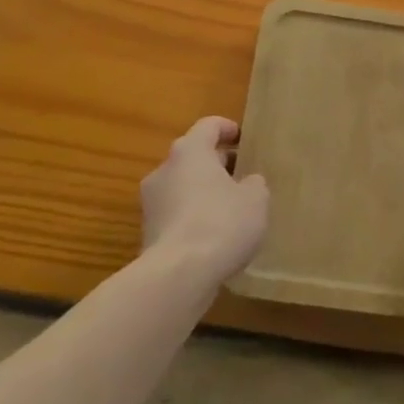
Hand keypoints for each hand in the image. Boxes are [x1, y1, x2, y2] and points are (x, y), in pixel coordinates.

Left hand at [141, 116, 268, 288]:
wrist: (177, 277)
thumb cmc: (220, 223)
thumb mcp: (255, 199)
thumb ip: (254, 184)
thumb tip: (247, 183)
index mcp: (190, 150)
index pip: (208, 126)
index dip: (228, 129)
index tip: (243, 139)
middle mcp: (165, 169)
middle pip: (193, 156)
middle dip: (217, 163)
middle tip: (242, 175)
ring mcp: (152, 203)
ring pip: (182, 187)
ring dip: (203, 192)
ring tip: (230, 209)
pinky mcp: (148, 234)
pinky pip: (175, 215)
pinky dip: (193, 218)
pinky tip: (213, 237)